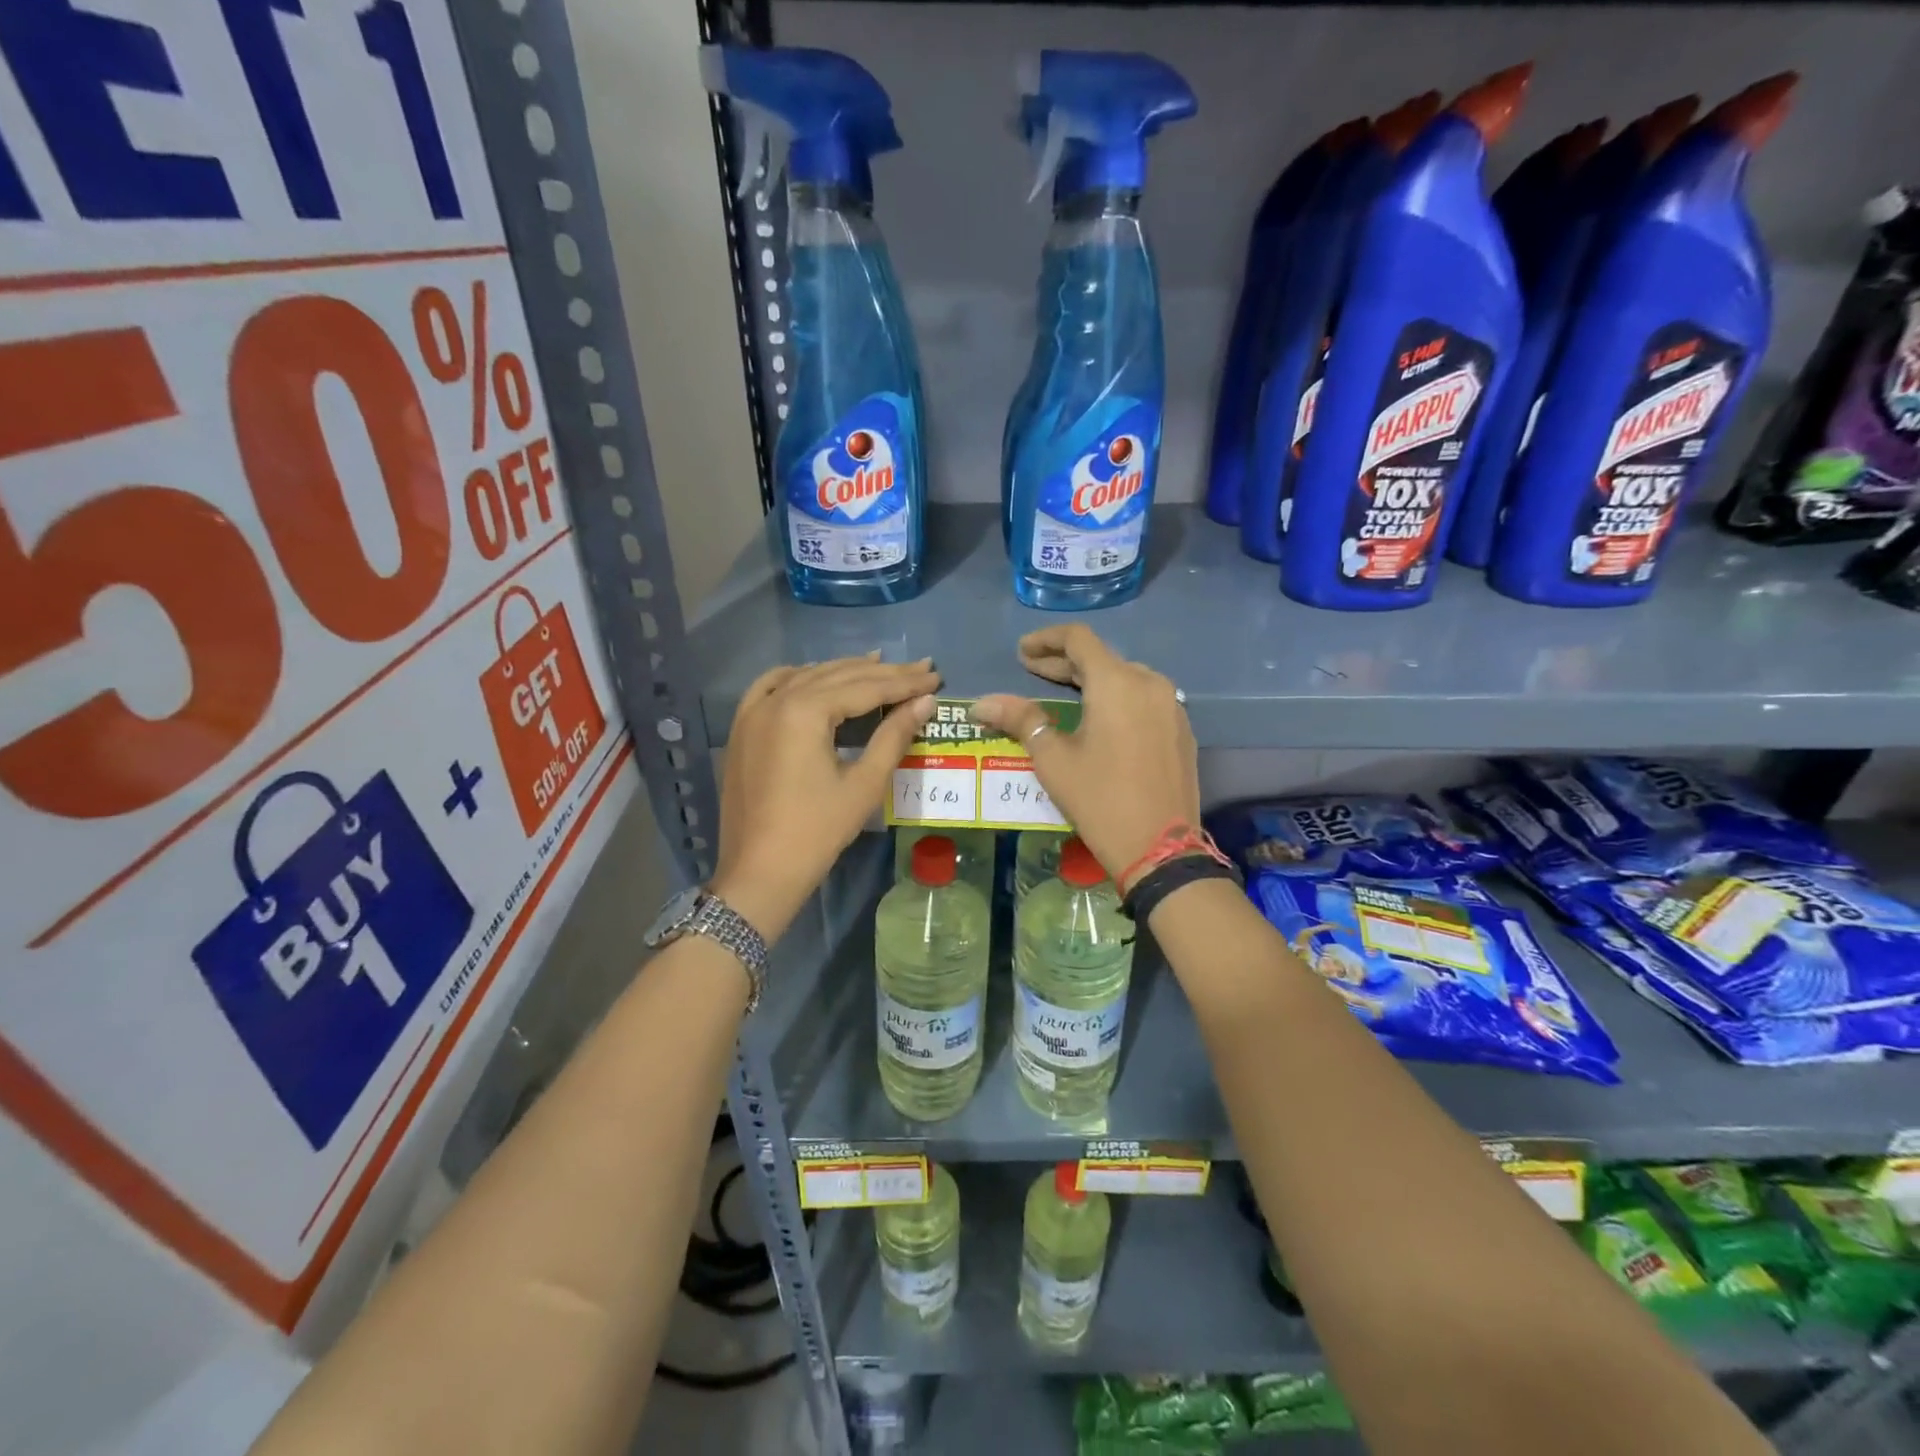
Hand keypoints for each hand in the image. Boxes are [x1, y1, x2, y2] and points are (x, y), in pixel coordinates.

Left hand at [712, 655, 939, 939]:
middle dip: (881, 673)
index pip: (865, 687)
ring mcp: (753, 713)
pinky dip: (797, 678)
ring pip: (806, 677)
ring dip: (843, 671)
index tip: (935, 676)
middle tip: (920, 668)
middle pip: (837, 676)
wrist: (759, 872)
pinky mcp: (742, 729)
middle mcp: (776, 700)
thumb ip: (894, 735)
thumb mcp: (864, 784)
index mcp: (805, 711)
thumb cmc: (817, 832)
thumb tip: (925, 701)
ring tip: (878, 664)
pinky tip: (815, 676)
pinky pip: (770, 688)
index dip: (904, 682)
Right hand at [970, 625, 1197, 885]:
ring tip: (1062, 694)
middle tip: (1032, 671)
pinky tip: (1099, 719)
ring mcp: (1171, 705)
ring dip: (1091, 680)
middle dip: (1064, 662)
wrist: (1161, 849)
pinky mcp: (1181, 729)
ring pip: (1125, 677)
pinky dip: (1116, 699)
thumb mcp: (1054, 760)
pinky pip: (1144, 699)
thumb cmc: (1100, 799)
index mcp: (1117, 682)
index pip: (1078, 639)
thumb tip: (982, 703)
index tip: (1021, 652)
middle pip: (1102, 658)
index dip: (1045, 639)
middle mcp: (1149, 682)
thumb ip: (1021, 720)